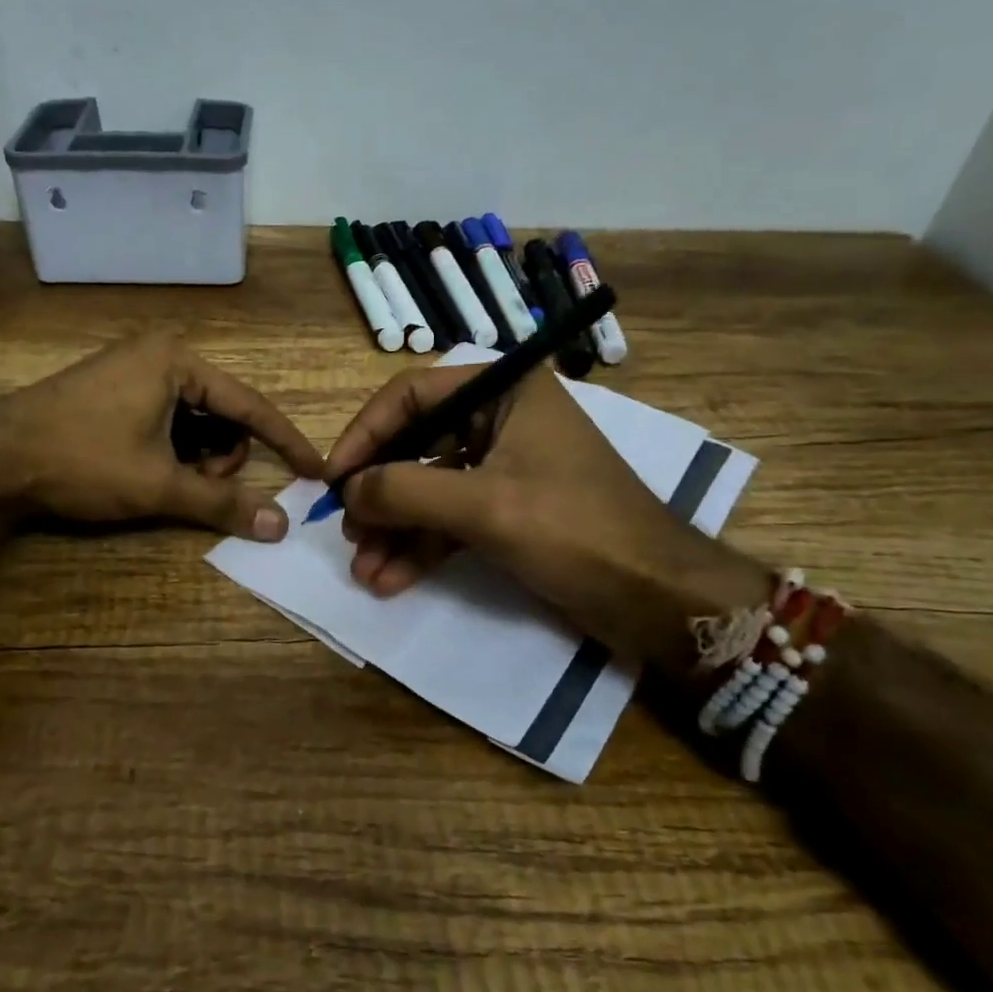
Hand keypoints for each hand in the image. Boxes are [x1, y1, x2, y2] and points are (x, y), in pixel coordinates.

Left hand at [0, 332, 321, 540]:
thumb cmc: (81, 459)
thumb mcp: (157, 484)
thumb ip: (221, 503)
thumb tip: (280, 526)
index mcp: (178, 361)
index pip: (250, 405)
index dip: (285, 442)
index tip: (316, 470)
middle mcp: (161, 355)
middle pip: (222, 412)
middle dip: (221, 455)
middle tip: (196, 485)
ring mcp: (134, 369)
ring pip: (194, 418)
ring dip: (195, 455)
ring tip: (167, 480)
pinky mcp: (114, 389)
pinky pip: (166, 417)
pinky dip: (171, 447)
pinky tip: (148, 469)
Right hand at [325, 364, 769, 666]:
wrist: (658, 599)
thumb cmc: (575, 531)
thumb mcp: (484, 507)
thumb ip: (405, 492)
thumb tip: (346, 490)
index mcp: (505, 391)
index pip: (413, 395)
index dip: (367, 433)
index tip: (334, 477)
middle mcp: (502, 420)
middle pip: (416, 445)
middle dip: (380, 493)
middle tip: (347, 529)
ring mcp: (505, 467)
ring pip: (430, 488)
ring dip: (395, 529)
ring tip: (364, 568)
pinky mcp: (508, 510)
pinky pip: (450, 519)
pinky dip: (421, 546)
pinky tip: (390, 578)